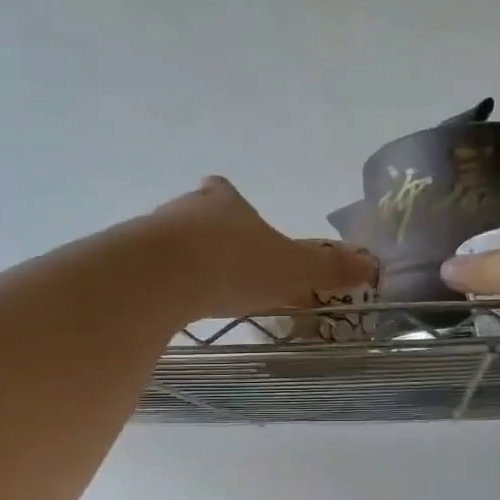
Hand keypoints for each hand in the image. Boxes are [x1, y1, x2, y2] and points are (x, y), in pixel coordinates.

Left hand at [153, 176, 378, 319]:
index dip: (232, 205)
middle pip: (196, 215)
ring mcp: (152, 233)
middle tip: (225, 267)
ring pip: (170, 242)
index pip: (226, 192)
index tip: (237, 224)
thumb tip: (371, 264)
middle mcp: (186, 209)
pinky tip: (171, 307)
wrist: (162, 276)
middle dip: (209, 237)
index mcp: (226, 203)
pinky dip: (161, 284)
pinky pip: (149, 270)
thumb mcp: (293, 268)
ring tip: (198, 292)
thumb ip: (328, 268)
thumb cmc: (235, 264)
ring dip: (183, 261)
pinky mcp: (128, 261)